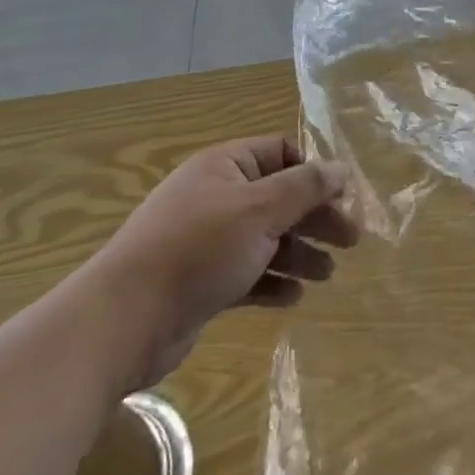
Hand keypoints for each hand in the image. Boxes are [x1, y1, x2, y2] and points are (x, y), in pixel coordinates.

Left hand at [84, 135, 358, 386]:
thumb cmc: (199, 249)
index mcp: (225, 166)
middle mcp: (215, 197)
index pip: (280, 153)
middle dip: (314, 218)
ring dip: (298, 253)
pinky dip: (272, 281)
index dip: (314, 172)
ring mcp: (205, 241)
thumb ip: (306, 187)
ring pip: (265, 238)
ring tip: (327, 275)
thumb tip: (342, 168)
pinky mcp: (200, 282)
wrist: (124, 321)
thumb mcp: (261, 210)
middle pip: (278, 198)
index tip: (343, 197)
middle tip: (350, 241)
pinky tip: (293, 298)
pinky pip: (246, 273)